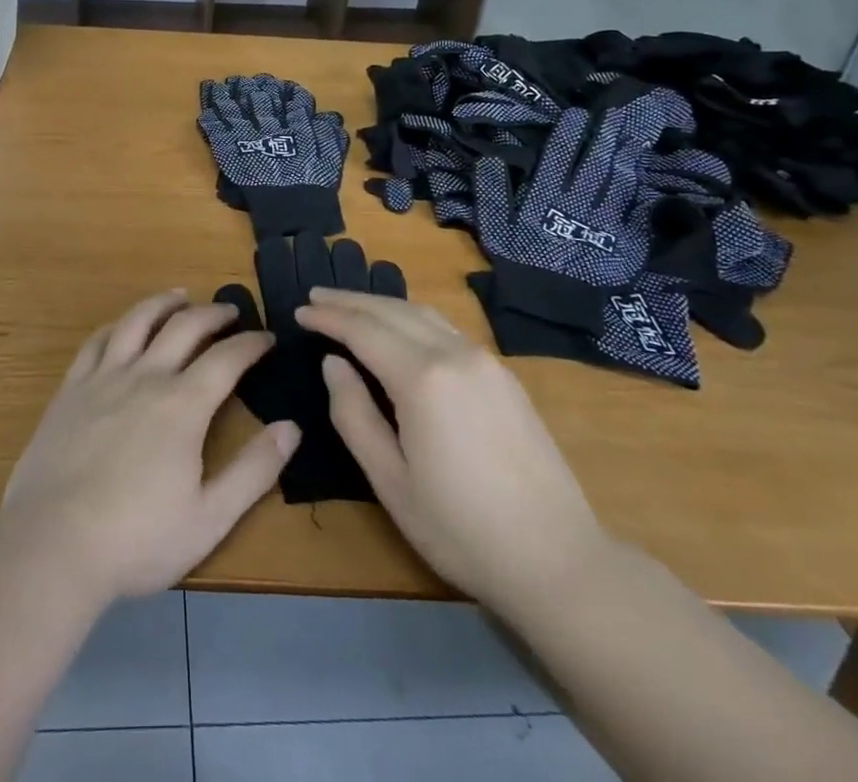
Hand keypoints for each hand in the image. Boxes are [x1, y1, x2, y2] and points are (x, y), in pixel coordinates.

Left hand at [0, 291, 300, 602]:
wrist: (52, 545)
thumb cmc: (136, 539)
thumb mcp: (209, 518)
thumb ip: (254, 470)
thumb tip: (291, 427)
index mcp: (183, 405)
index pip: (227, 358)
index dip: (251, 343)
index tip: (267, 338)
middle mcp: (146, 377)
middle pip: (185, 327)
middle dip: (213, 313)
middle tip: (231, 311)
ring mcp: (104, 378)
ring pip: (138, 321)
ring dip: (164, 303)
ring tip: (180, 296)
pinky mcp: (71, 389)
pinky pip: (97, 341)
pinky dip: (118, 325)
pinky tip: (124, 326)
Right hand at [296, 291, 607, 614]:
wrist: (558, 560)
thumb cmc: (462, 530)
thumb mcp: (390, 481)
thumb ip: (354, 414)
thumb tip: (334, 364)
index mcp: (422, 378)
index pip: (363, 330)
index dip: (328, 318)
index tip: (299, 311)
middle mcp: (454, 354)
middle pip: (392, 311)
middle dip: (351, 301)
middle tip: (316, 297)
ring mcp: (485, 361)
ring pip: (423, 313)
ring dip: (382, 304)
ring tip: (351, 305)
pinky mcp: (504, 376)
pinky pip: (447, 329)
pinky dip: (412, 317)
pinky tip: (401, 327)